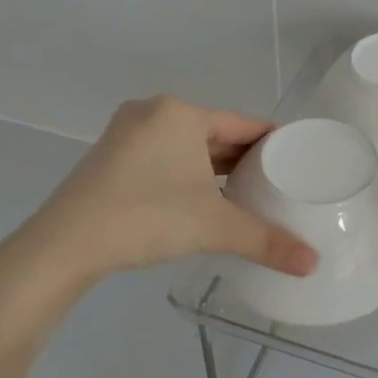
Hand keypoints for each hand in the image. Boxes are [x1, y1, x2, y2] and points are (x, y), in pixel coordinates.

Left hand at [0, 96, 318, 295]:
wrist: (64, 245)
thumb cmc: (147, 217)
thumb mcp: (214, 227)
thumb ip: (267, 241)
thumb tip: (313, 264)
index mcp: (181, 114)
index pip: (243, 124)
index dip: (273, 142)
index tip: (297, 161)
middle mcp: (153, 113)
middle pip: (214, 134)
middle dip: (244, 159)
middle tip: (277, 183)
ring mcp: (126, 134)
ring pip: (186, 147)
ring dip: (214, 168)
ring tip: (246, 193)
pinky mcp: (109, 158)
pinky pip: (163, 158)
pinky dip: (187, 174)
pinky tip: (202, 199)